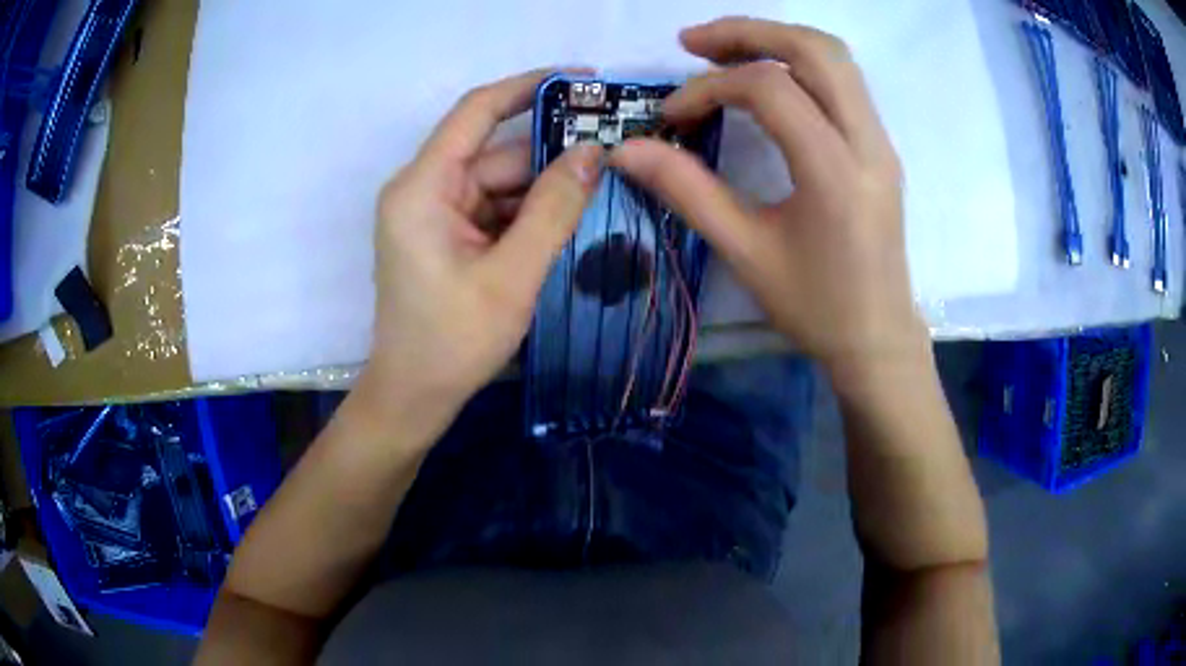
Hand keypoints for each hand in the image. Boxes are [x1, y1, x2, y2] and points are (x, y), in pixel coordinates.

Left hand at [366, 69, 602, 409]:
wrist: (414, 396)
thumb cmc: (452, 343)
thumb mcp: (511, 277)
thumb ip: (553, 210)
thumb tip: (593, 153)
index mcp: (423, 188)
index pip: (476, 112)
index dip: (528, 86)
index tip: (581, 79)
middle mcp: (424, 190)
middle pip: (496, 153)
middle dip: (553, 155)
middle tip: (615, 154)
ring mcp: (435, 213)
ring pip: (501, 183)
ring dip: (546, 191)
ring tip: (603, 193)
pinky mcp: (446, 235)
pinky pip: (495, 209)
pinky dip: (529, 215)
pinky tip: (569, 223)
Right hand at [610, 18, 928, 389]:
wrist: (877, 338)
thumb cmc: (815, 306)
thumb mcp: (745, 252)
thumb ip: (686, 191)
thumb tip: (625, 150)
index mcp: (835, 172)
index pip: (770, 89)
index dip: (710, 88)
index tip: (672, 116)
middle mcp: (867, 142)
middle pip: (814, 49)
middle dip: (748, 32)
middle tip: (692, 43)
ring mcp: (880, 141)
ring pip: (834, 58)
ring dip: (775, 41)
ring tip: (722, 52)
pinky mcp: (879, 147)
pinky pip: (842, 81)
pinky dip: (798, 63)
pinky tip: (764, 79)